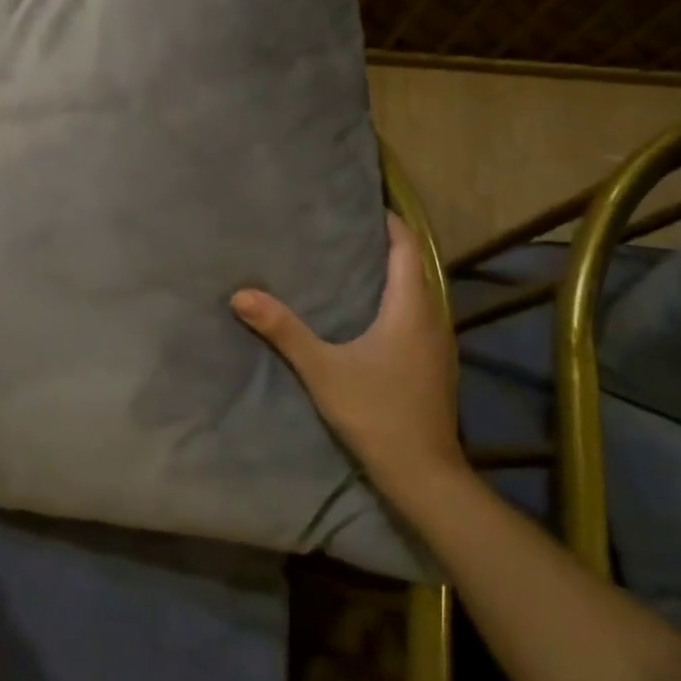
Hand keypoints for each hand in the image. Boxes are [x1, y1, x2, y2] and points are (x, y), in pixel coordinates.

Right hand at [231, 213, 463, 505]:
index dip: (390, 223)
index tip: (363, 206)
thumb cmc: (375, 413)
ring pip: (420, 293)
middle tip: (347, 232)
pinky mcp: (437, 365)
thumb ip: (283, 330)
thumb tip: (241, 294)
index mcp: (410, 309)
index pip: (407, 248)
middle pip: (415, 267)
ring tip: (355, 265)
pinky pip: (420, 316)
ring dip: (394, 275)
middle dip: (387, 245)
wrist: (423, 473)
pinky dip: (399, 301)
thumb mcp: (322, 369)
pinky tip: (372, 315)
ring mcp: (440, 344)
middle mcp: (433, 318)